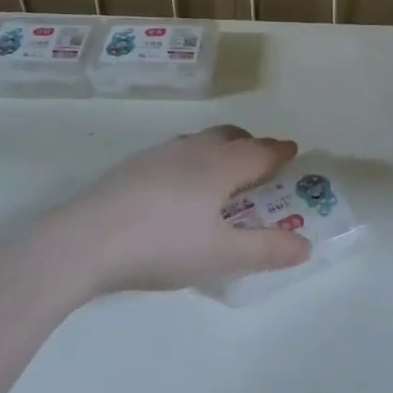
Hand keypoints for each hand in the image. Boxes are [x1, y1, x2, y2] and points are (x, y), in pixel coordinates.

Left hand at [53, 125, 311, 294]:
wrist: (87, 238)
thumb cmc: (163, 244)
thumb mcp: (220, 255)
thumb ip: (265, 249)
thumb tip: (305, 244)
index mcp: (219, 165)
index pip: (259, 151)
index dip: (279, 152)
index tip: (293, 151)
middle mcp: (192, 150)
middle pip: (229, 137)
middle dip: (250, 145)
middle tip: (260, 165)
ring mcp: (159, 154)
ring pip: (199, 142)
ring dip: (218, 151)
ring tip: (221, 176)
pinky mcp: (133, 166)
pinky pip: (176, 154)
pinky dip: (192, 162)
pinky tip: (179, 190)